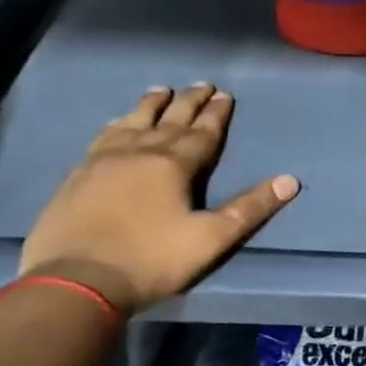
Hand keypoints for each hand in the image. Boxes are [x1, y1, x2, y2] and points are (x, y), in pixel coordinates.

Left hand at [19, 84, 297, 314]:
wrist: (75, 281)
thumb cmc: (152, 259)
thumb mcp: (212, 238)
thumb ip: (250, 207)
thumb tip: (290, 180)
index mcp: (174, 165)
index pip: (202, 133)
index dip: (216, 113)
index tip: (225, 94)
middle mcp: (139, 153)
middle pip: (168, 120)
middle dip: (188, 102)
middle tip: (201, 84)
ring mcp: (102, 161)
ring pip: (132, 122)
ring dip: (150, 105)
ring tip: (160, 90)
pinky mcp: (77, 176)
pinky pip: (101, 138)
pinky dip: (116, 124)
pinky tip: (117, 123)